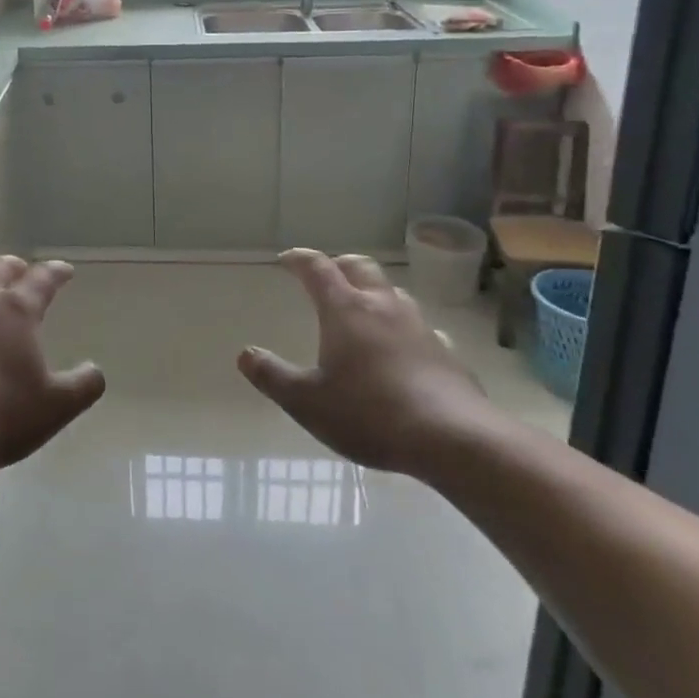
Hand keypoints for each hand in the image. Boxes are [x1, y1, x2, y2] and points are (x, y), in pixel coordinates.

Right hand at [238, 250, 491, 478]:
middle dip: (339, 265)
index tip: (285, 260)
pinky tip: (405, 349)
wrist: (453, 438)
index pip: (317, 268)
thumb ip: (273, 376)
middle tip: (326, 275)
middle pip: (359, 267)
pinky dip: (404, 328)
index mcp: (345, 310)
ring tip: (363, 309)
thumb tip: (245, 355)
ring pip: (393, 293)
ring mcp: (419, 326)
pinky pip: (421, 328)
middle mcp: (382, 306)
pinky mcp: (446, 352)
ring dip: (373, 292)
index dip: (299, 259)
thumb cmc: (370, 414)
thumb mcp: (307, 402)